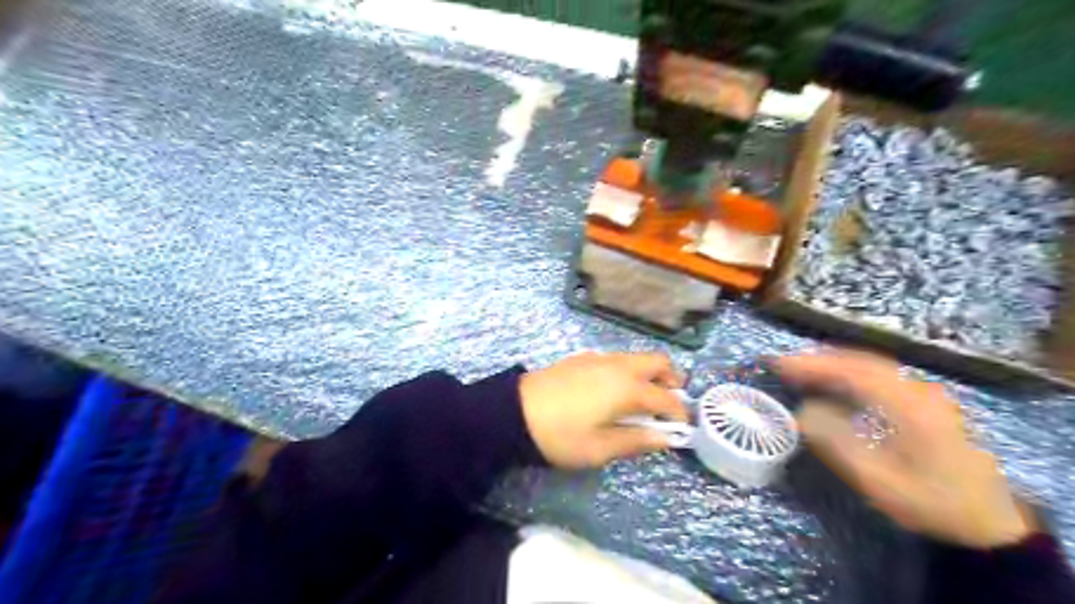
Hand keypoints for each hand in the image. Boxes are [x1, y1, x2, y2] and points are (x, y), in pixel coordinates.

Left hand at [520, 351, 686, 468]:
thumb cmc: (561, 435)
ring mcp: (600, 357)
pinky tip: (616, 391)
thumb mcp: (599, 448)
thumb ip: (636, 441)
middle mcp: (619, 366)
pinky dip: (629, 370)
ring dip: (650, 373)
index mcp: (627, 388)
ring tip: (644, 399)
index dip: (679, 412)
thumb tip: (666, 438)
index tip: (683, 426)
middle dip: (672, 379)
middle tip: (671, 402)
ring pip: (637, 357)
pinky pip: (618, 359)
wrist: (515, 411)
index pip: (666, 397)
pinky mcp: (583, 357)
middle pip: (658, 361)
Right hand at [772, 351, 1031, 549]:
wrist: (987, 523)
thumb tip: (802, 412)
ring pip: (871, 365)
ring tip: (802, 372)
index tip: (779, 365)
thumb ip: (835, 443)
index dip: (812, 365)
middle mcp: (919, 390)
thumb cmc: (929, 502)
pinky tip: (836, 384)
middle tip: (785, 366)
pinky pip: (881, 375)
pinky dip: (851, 372)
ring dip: (835, 364)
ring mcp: (926, 393)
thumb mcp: (877, 481)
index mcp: (909, 406)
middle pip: (861, 361)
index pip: (852, 372)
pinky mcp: (926, 401)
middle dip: (820, 360)